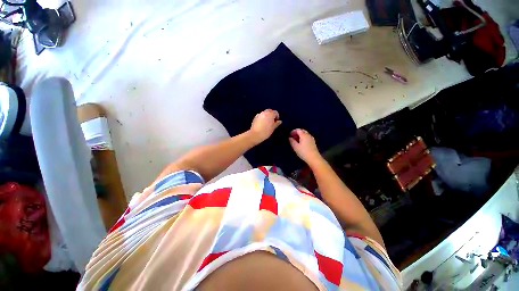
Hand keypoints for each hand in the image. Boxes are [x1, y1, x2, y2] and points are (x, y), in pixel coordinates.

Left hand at [249, 109, 281, 143]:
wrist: (255, 135)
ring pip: (265, 112)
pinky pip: (261, 115)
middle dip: (272, 114)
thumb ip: (277, 123)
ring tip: (268, 122)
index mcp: (270, 114)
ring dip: (267, 115)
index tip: (277, 121)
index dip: (277, 116)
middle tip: (273, 121)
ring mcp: (259, 114)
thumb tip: (279, 121)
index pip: (275, 112)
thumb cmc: (265, 132)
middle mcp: (264, 112)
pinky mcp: (255, 117)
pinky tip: (263, 123)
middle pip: (270, 111)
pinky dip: (263, 117)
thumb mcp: (273, 128)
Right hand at [289, 129, 322, 164]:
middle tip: (292, 137)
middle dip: (297, 133)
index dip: (293, 131)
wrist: (314, 158)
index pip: (298, 130)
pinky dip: (303, 138)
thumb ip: (292, 141)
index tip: (289, 135)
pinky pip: (307, 137)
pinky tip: (301, 143)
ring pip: (305, 134)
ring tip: (296, 140)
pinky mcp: (313, 142)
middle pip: (302, 131)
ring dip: (300, 135)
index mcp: (304, 135)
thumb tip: (290, 138)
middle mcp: (308, 135)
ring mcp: (312, 139)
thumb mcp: (295, 147)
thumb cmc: (303, 152)